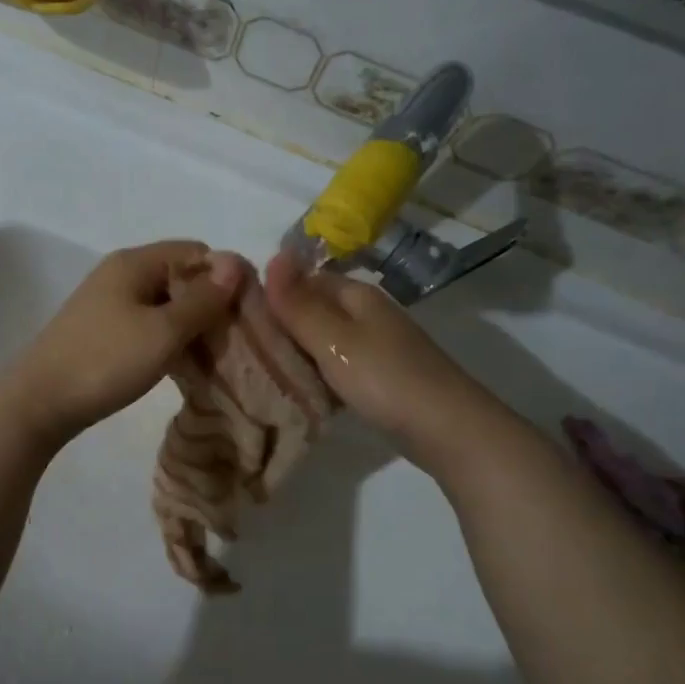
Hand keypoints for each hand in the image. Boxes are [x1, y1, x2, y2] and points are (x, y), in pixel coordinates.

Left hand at [2, 240, 245, 448]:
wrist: (39, 402)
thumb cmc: (105, 361)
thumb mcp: (163, 332)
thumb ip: (202, 299)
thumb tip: (235, 262)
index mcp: (135, 262)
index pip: (196, 251)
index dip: (225, 276)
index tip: (246, 314)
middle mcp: (121, 274)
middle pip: (181, 276)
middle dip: (210, 304)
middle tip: (233, 341)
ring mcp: (109, 303)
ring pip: (165, 304)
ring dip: (190, 326)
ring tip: (212, 357)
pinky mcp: (103, 330)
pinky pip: (147, 324)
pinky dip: (168, 339)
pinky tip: (182, 365)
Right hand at [263, 249, 475, 468]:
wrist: (448, 429)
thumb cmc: (384, 378)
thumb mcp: (332, 339)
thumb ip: (299, 303)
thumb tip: (272, 254)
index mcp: (355, 294)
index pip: (303, 280)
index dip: (271, 294)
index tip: (236, 317)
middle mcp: (366, 312)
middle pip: (313, 310)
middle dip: (281, 326)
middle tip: (242, 350)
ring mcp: (376, 345)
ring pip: (324, 340)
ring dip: (297, 353)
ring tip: (261, 371)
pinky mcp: (380, 376)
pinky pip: (337, 365)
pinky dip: (318, 374)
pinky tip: (300, 391)